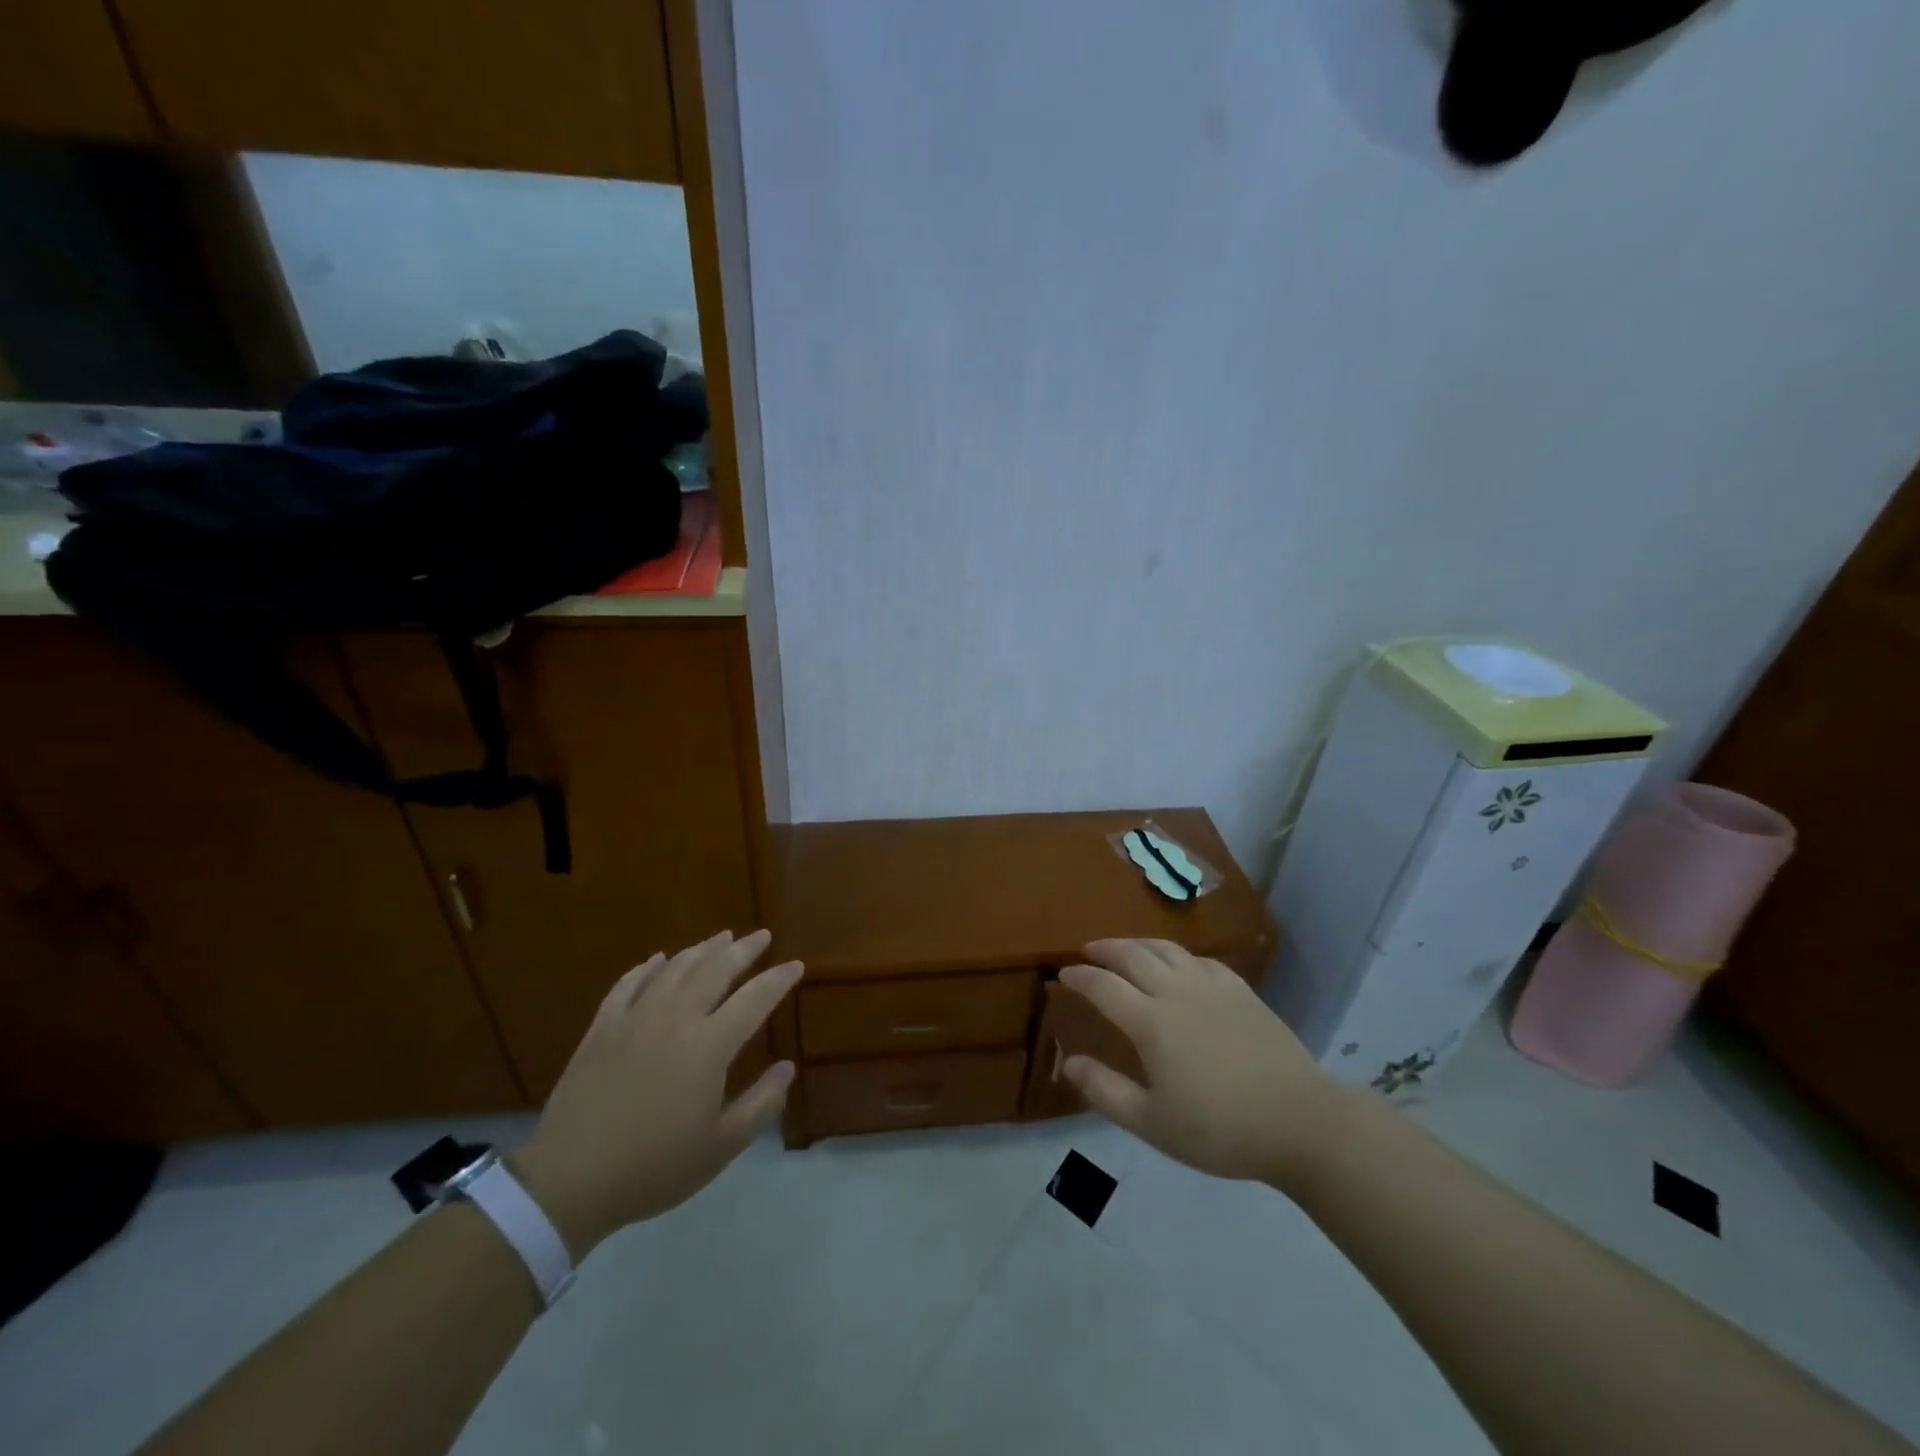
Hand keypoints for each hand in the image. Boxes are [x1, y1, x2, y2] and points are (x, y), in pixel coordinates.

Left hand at [513, 929, 801, 1256]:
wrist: (571, 1181)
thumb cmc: (654, 1167)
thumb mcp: (721, 1147)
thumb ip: (760, 1104)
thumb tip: (787, 1067)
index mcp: (708, 1046)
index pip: (754, 1000)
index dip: (778, 980)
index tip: (796, 965)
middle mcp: (675, 1020)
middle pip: (715, 971)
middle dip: (743, 950)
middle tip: (761, 935)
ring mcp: (634, 1020)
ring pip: (674, 970)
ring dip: (701, 950)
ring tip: (721, 937)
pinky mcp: (602, 1030)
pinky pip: (628, 985)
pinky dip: (647, 967)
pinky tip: (658, 959)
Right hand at [1059, 938, 1352, 1191]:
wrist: (1300, 1121)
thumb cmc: (1220, 1129)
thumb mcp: (1152, 1123)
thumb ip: (1105, 1091)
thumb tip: (1068, 1062)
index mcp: (1150, 1022)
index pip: (1104, 986)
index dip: (1080, 976)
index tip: (1063, 973)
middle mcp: (1176, 991)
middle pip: (1132, 955)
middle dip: (1105, 949)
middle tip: (1089, 951)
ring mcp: (1212, 986)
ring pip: (1166, 949)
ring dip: (1138, 944)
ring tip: (1126, 949)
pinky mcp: (1241, 990)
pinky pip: (1200, 959)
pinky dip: (1178, 956)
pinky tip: (1180, 966)